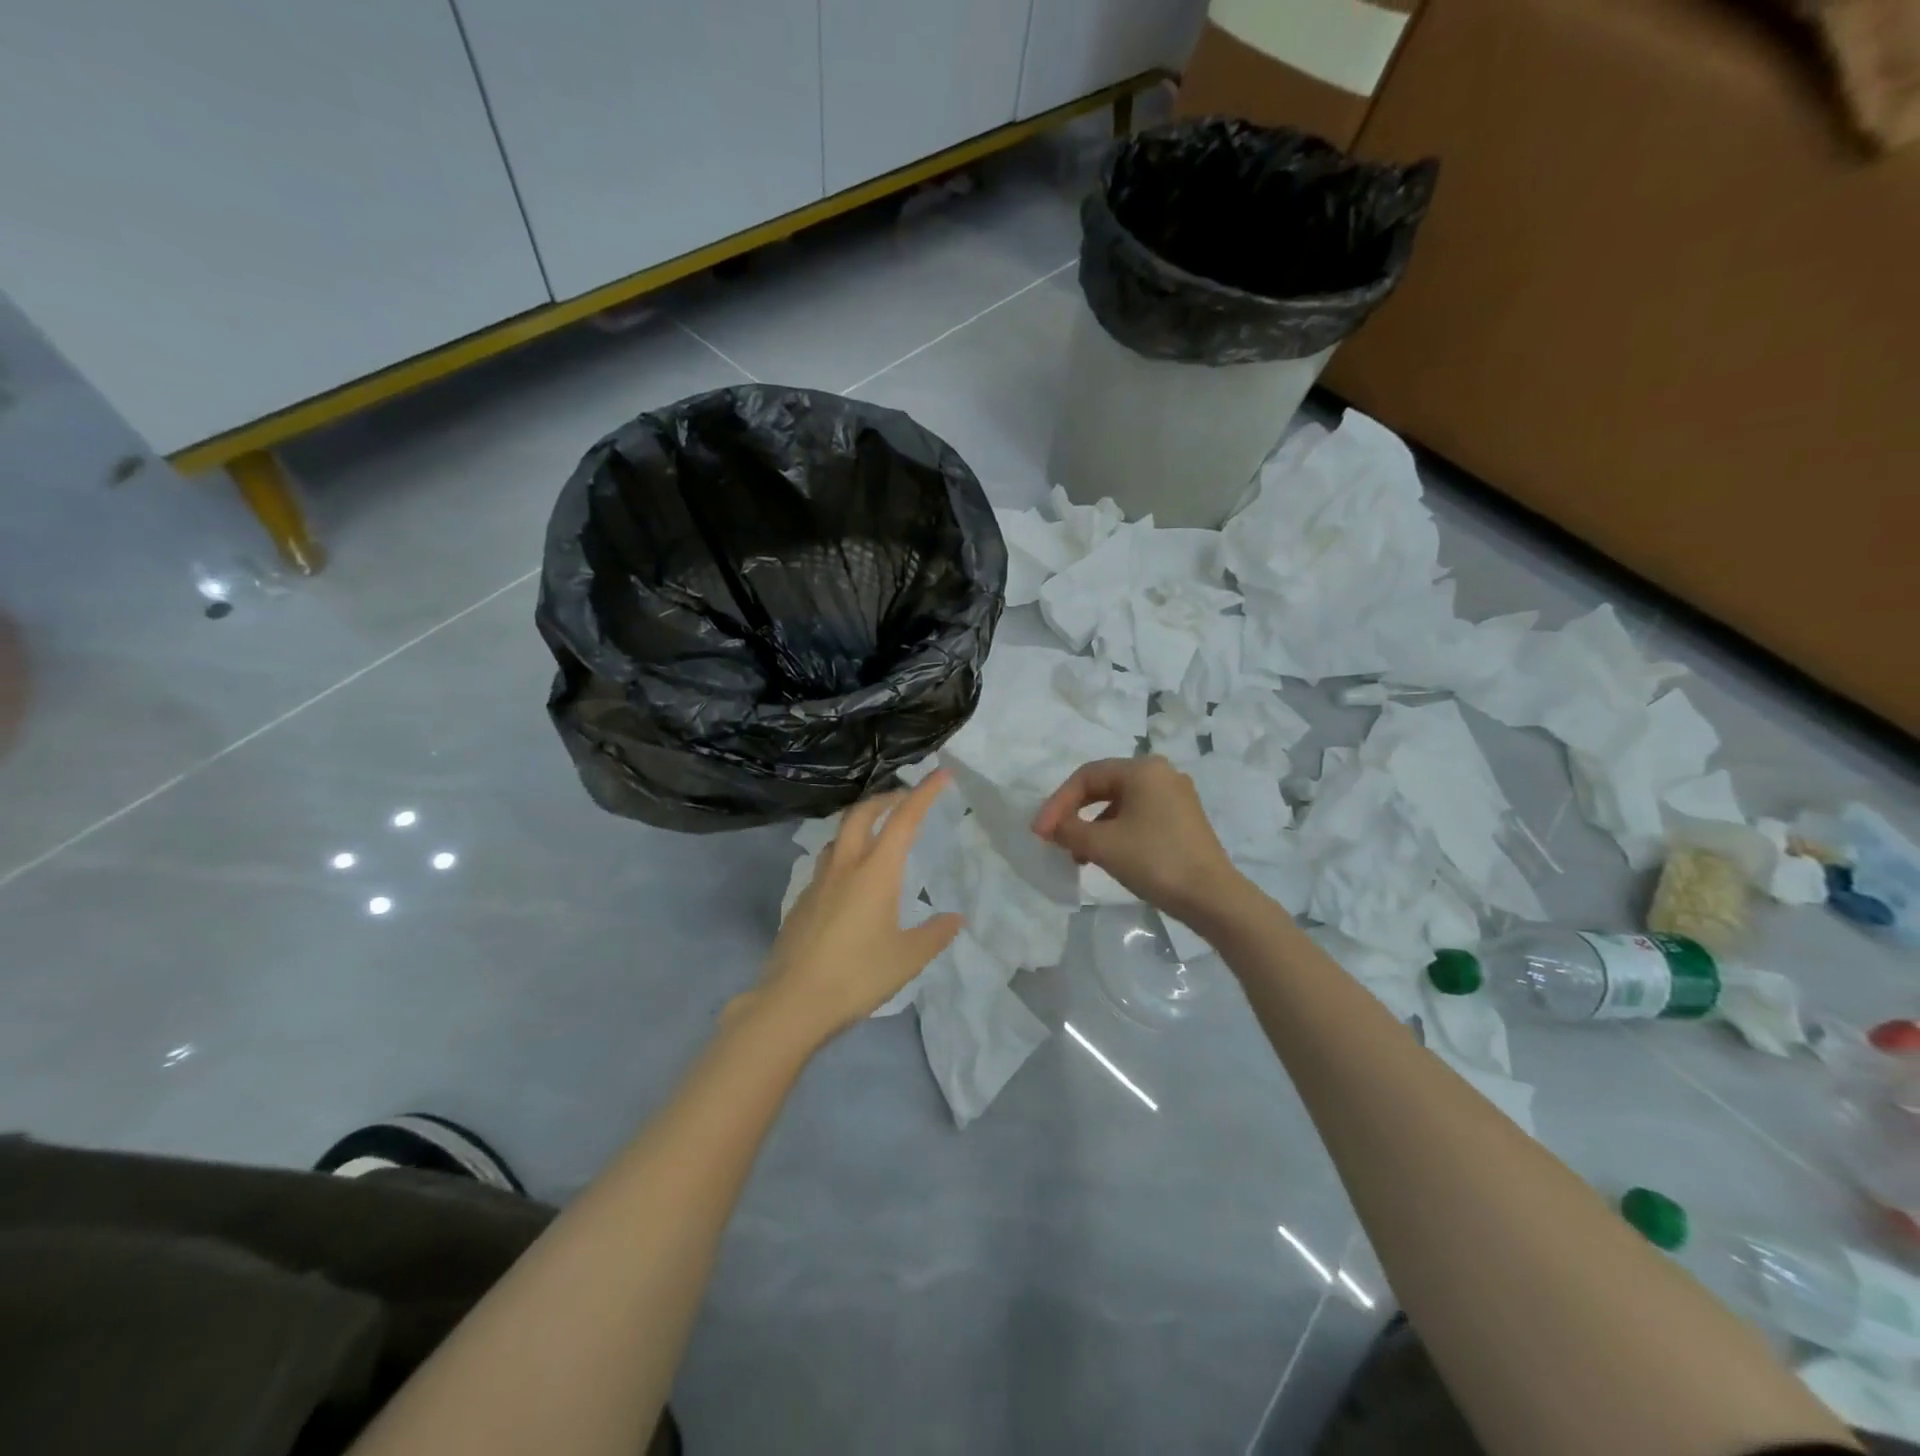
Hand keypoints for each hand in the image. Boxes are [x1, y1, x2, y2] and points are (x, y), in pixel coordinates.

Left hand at [749, 771, 963, 1046]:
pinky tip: (850, 883)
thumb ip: (934, 934)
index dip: (924, 793)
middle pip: (862, 813)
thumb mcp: (908, 959)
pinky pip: (826, 864)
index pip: (903, 820)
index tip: (941, 774)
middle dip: (886, 798)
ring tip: (877, 836)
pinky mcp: (800, 902)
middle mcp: (845, 866)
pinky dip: (844, 855)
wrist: (792, 1002)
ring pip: (839, 836)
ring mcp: (817, 882)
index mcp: (876, 872)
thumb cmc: (857, 975)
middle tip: (904, 799)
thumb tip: (955, 918)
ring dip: (860, 824)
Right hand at [1031, 756, 1245, 925]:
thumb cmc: (1155, 861)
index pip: (1086, 776)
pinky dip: (1115, 832)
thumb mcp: (1102, 845)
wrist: (1212, 898)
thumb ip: (1069, 830)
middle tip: (1054, 838)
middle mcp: (1161, 774)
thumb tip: (1052, 828)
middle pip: (1103, 786)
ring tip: (1078, 855)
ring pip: (1120, 803)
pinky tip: (1106, 856)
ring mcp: (1176, 796)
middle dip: (1074, 812)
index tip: (1040, 832)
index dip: (1057, 803)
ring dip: (1093, 826)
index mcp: (1142, 769)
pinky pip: (1138, 816)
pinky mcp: (1183, 819)